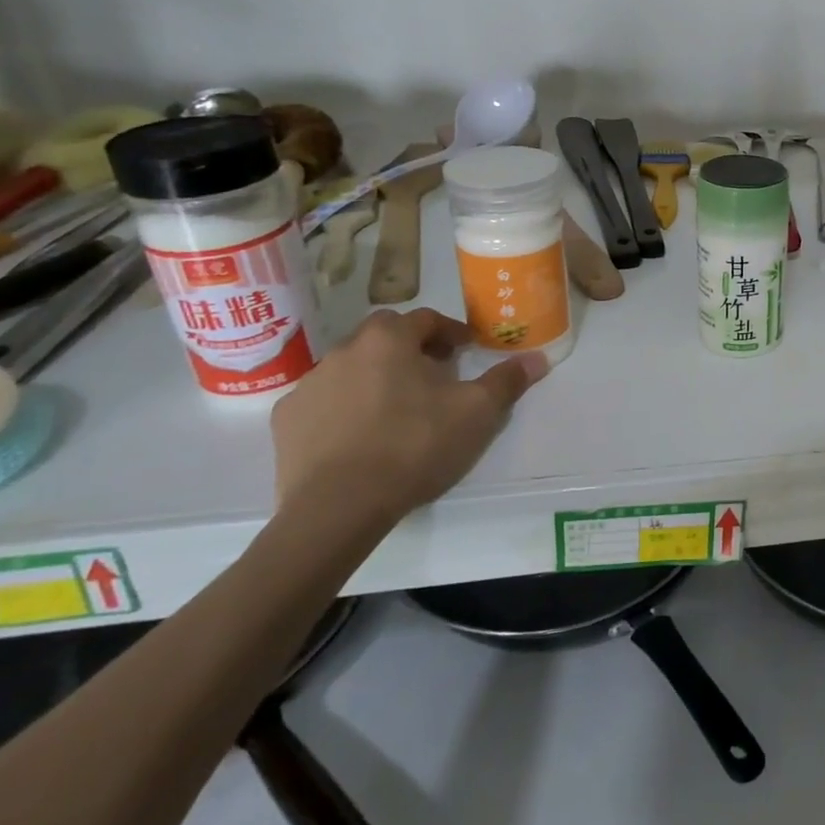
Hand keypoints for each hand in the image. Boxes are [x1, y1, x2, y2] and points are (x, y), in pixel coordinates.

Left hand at [270, 309, 548, 534]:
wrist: (339, 506)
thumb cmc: (415, 445)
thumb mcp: (477, 413)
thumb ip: (506, 380)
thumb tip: (537, 359)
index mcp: (389, 340)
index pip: (424, 318)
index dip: (450, 331)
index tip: (465, 350)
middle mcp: (344, 350)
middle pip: (383, 336)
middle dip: (410, 347)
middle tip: (434, 374)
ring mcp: (310, 384)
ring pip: (352, 366)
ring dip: (376, 376)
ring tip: (398, 408)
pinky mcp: (287, 419)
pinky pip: (324, 400)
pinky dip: (344, 406)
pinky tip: (360, 434)